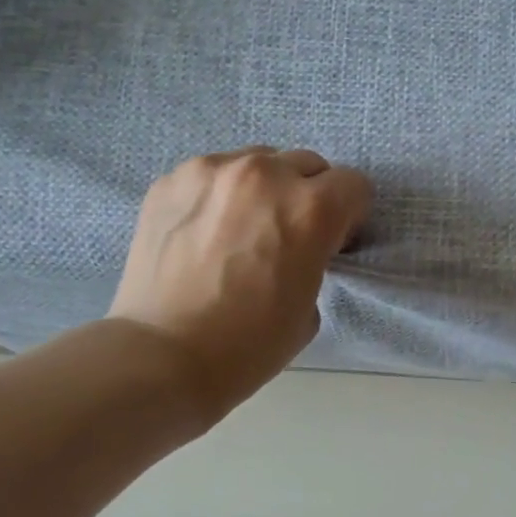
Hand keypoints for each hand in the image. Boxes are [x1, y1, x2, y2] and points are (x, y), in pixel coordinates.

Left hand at [109, 147, 371, 422]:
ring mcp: (212, 171)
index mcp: (310, 209)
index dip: (349, 215)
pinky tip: (204, 233)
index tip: (334, 241)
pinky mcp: (171, 180)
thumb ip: (314, 259)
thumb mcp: (309, 307)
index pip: (353, 185)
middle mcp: (265, 175)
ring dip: (263, 189)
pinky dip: (220, 195)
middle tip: (289, 235)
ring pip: (258, 162)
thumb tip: (297, 248)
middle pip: (307, 164)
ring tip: (242, 229)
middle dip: (308, 195)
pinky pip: (213, 174)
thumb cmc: (248, 344)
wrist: (162, 354)